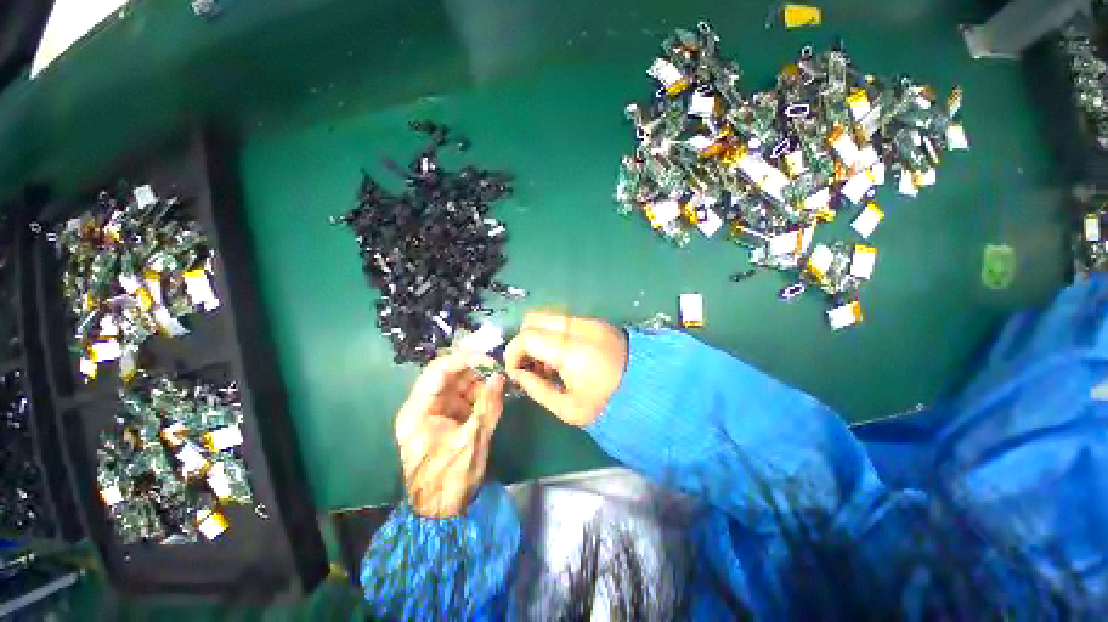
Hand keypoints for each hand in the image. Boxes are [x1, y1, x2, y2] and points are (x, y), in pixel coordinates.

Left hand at [395, 351, 505, 517]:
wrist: (443, 511)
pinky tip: (493, 399)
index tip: (492, 362)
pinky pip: (465, 395)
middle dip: (476, 370)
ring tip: (499, 389)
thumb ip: (487, 406)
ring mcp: (436, 410)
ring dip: (480, 381)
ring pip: (459, 382)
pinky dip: (481, 393)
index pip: (439, 370)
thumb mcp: (472, 443)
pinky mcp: (448, 415)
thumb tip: (500, 376)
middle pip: (449, 373)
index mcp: (418, 411)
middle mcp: (423, 405)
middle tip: (500, 373)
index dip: (466, 360)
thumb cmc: (450, 482)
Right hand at [504, 312, 627, 426]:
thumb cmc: (607, 406)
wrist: (649, 392)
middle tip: (530, 365)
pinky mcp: (597, 322)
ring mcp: (590, 321)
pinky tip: (563, 357)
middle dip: (524, 340)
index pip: (527, 336)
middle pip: (534, 318)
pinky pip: (564, 320)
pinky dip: (554, 334)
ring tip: (548, 364)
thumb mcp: (567, 408)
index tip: (515, 371)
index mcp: (571, 350)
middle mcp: (579, 327)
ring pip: (549, 316)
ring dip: (539, 335)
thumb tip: (516, 373)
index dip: (513, 352)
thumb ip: (536, 388)